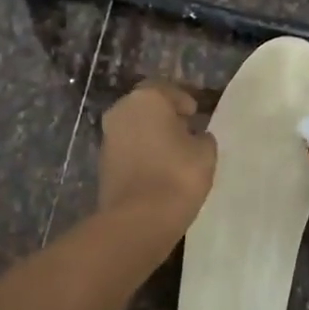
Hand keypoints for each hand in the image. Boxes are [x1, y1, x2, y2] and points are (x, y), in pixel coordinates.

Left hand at [98, 81, 216, 235]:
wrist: (138, 220)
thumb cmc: (177, 175)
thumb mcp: (205, 153)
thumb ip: (202, 137)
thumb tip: (195, 136)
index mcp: (147, 99)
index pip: (168, 90)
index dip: (184, 101)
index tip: (196, 114)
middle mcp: (122, 111)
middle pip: (147, 107)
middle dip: (165, 116)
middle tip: (186, 130)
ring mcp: (108, 137)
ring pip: (135, 128)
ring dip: (152, 135)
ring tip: (174, 152)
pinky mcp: (103, 163)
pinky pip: (128, 150)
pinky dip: (142, 154)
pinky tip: (159, 169)